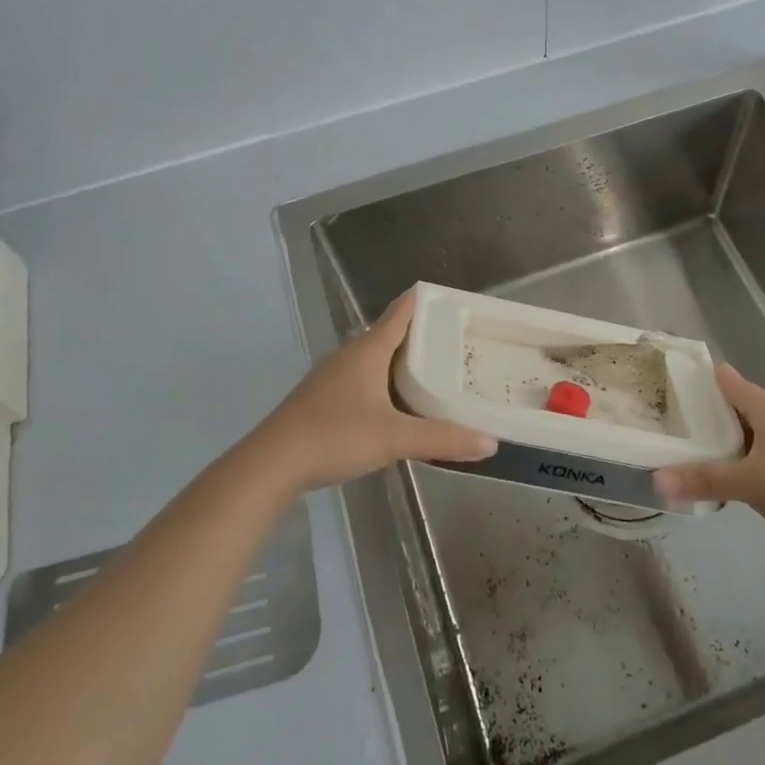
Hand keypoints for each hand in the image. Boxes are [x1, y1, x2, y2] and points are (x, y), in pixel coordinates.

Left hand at [245, 291, 497, 492]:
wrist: (273, 463)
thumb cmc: (335, 436)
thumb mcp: (395, 439)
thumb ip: (443, 439)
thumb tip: (491, 442)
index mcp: (368, 350)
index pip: (401, 311)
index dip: (425, 301)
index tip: (453, 300)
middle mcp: (349, 354)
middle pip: (389, 333)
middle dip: (421, 335)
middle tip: (456, 341)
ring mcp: (332, 375)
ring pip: (373, 357)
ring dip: (400, 361)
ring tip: (432, 371)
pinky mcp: (322, 397)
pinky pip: (361, 377)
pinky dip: (383, 381)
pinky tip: (394, 403)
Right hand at [654, 364, 764, 579]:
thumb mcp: (752, 483)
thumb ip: (704, 479)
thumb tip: (655, 480)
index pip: (726, 381)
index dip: (696, 377)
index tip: (661, 380)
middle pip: (730, 410)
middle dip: (697, 415)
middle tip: (657, 420)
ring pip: (739, 441)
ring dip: (712, 446)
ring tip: (671, 449)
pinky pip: (750, 466)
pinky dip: (729, 469)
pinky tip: (707, 482)